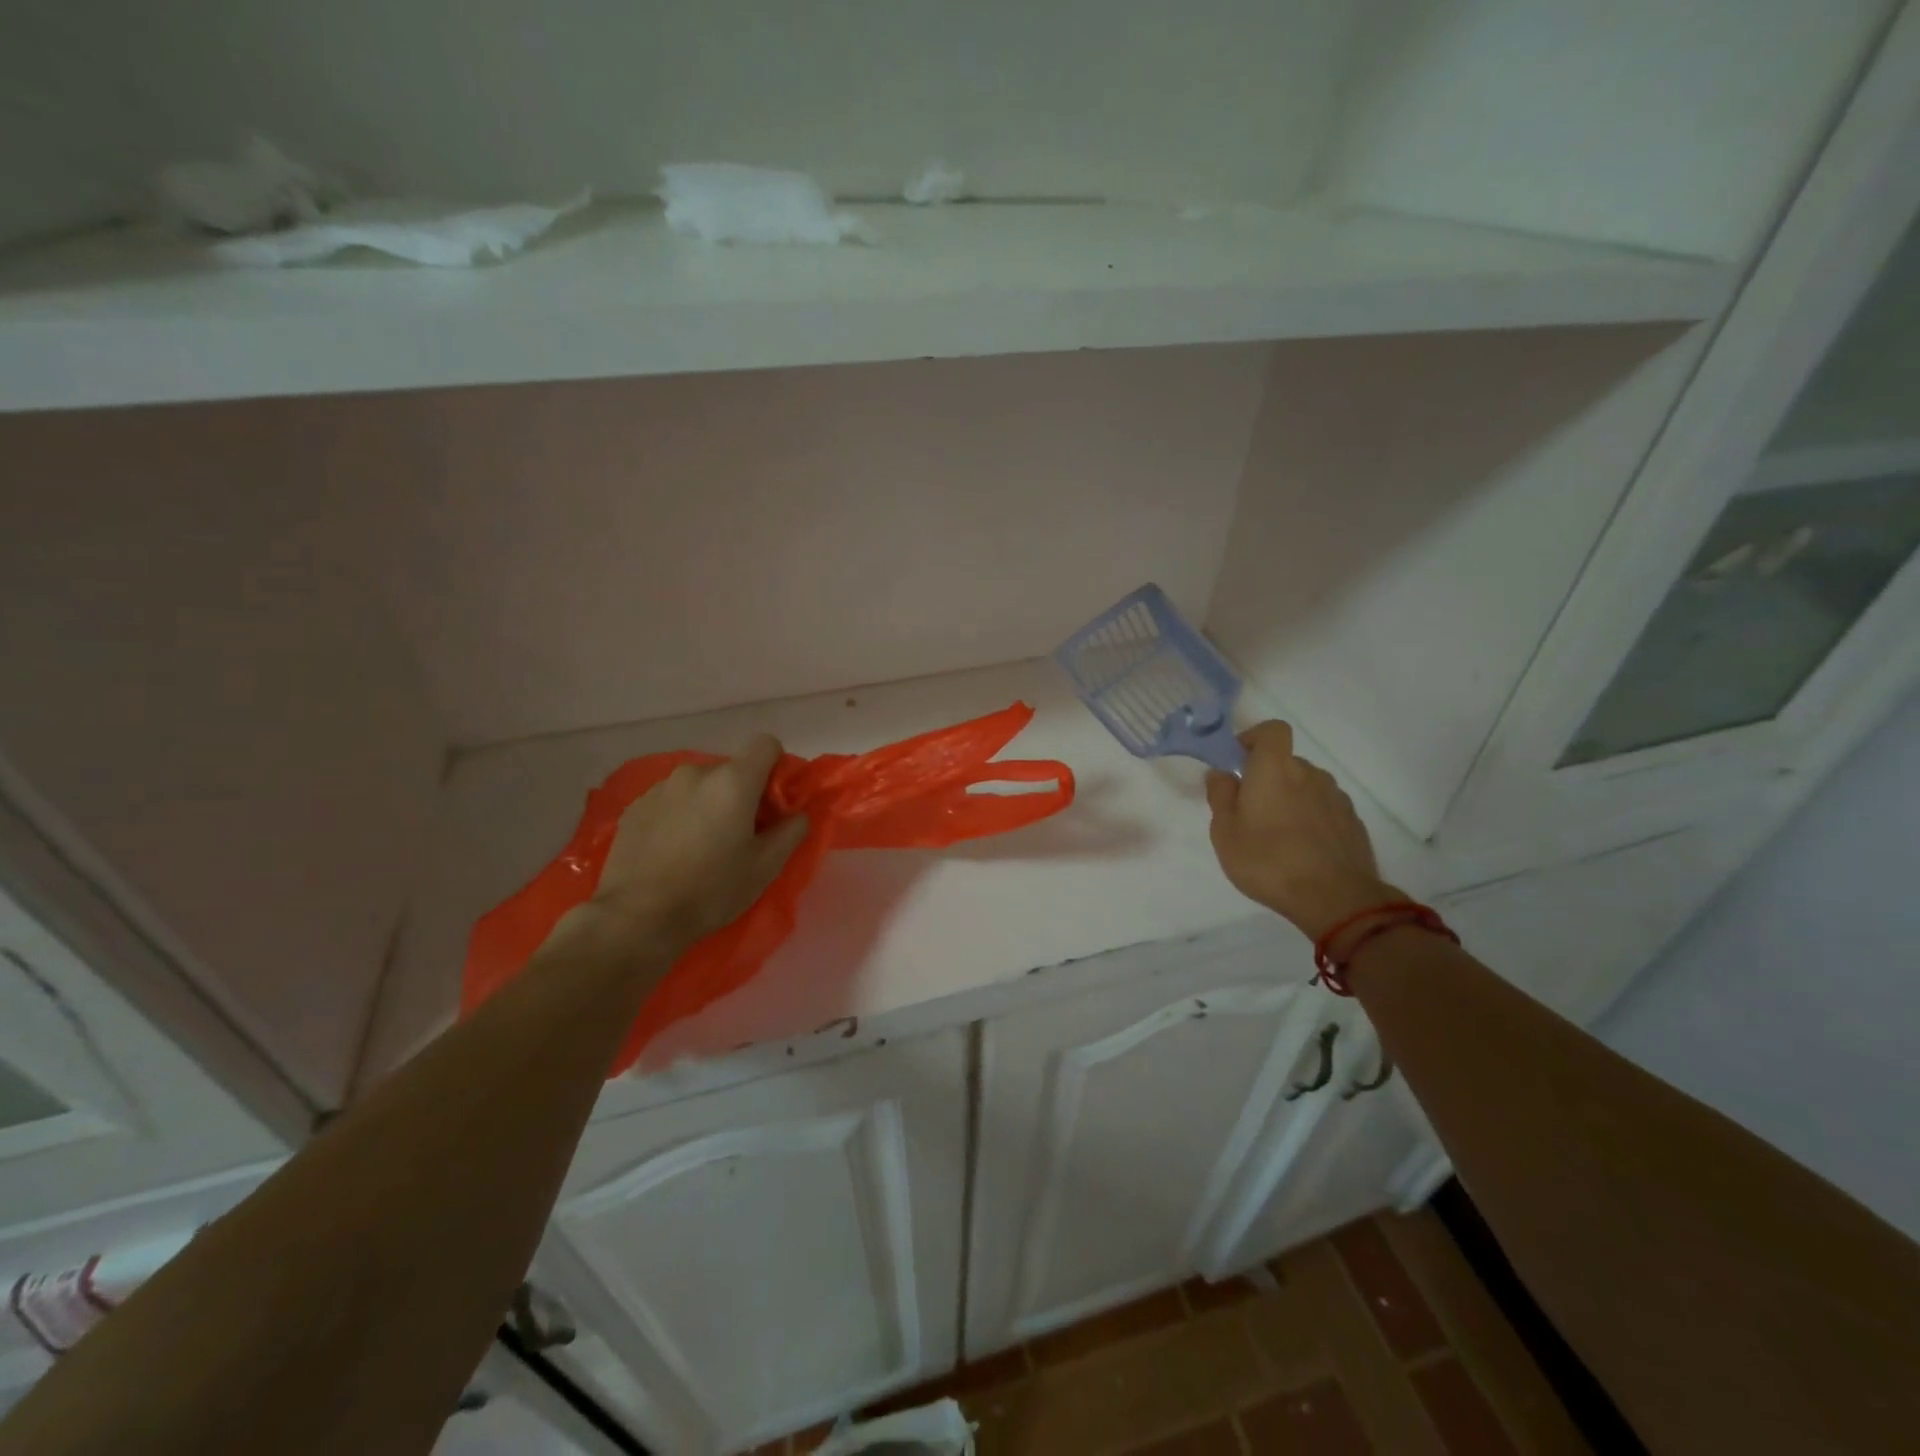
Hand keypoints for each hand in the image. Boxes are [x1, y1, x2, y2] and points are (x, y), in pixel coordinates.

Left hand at [587, 735, 809, 952]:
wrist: (636, 918)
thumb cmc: (710, 891)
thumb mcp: (765, 867)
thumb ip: (791, 832)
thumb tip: (797, 815)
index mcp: (732, 781)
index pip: (766, 744)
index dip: (776, 768)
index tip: (773, 804)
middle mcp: (695, 773)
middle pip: (732, 769)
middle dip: (742, 793)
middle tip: (740, 834)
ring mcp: (660, 787)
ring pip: (699, 785)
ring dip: (708, 804)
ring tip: (702, 845)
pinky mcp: (635, 806)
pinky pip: (671, 800)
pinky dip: (680, 815)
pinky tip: (673, 851)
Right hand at [1206, 721, 1398, 940]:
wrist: (1334, 899)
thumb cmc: (1268, 860)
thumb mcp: (1225, 832)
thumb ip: (1220, 796)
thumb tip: (1222, 773)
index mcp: (1275, 769)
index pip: (1272, 730)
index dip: (1254, 738)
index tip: (1239, 762)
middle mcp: (1309, 774)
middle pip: (1286, 763)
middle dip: (1268, 778)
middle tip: (1250, 812)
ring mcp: (1336, 798)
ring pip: (1306, 787)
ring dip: (1291, 800)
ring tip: (1278, 836)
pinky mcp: (1352, 822)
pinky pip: (1324, 809)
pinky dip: (1311, 819)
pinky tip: (1303, 850)